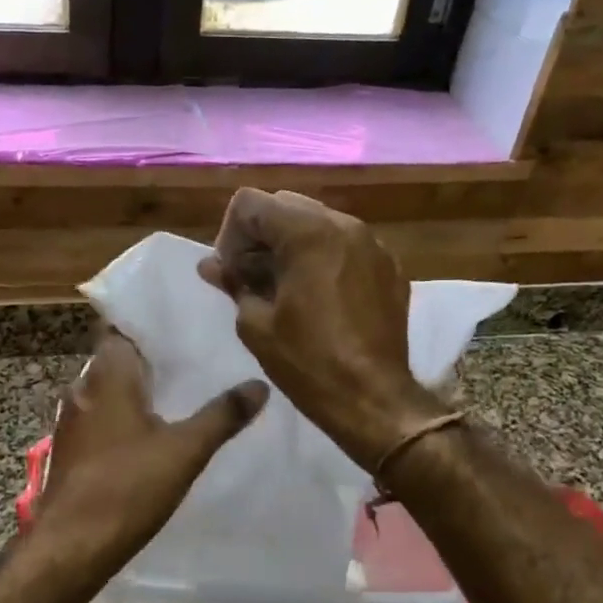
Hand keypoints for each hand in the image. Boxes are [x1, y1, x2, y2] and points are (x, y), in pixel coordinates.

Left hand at [32, 329, 268, 575]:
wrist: (70, 547)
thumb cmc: (127, 488)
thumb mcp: (185, 451)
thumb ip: (222, 415)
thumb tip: (260, 384)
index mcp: (107, 376)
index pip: (122, 329)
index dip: (149, 325)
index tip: (182, 323)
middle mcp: (83, 389)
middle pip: (116, 359)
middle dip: (149, 358)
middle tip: (190, 357)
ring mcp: (70, 421)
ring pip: (106, 391)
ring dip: (134, 390)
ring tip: (175, 392)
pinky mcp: (68, 449)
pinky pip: (98, 418)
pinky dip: (121, 417)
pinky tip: (146, 433)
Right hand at [200, 188, 446, 467]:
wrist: (373, 399)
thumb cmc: (308, 363)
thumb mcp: (256, 325)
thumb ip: (234, 283)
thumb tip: (211, 265)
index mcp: (308, 232)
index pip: (250, 204)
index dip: (230, 235)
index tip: (230, 272)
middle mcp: (345, 225)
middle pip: (286, 206)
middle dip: (262, 236)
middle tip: (251, 278)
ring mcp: (373, 244)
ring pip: (319, 223)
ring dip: (294, 246)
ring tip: (285, 288)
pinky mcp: (391, 267)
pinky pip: (348, 246)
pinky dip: (326, 259)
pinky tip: (320, 298)